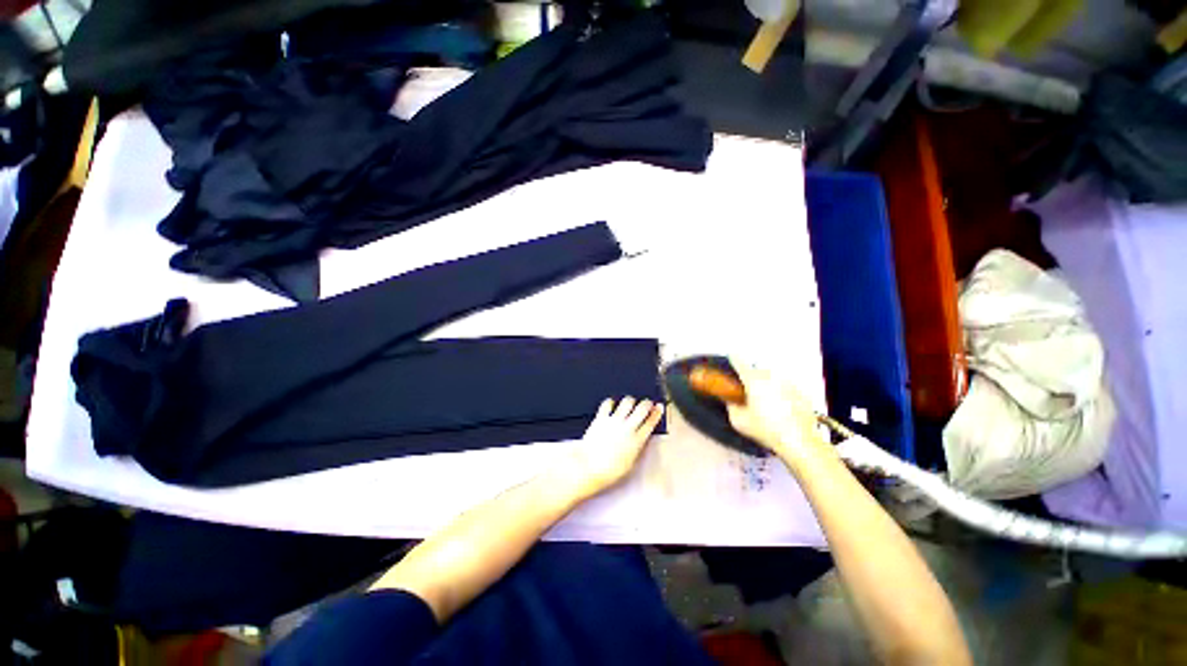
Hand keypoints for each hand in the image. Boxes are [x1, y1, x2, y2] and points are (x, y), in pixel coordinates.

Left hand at [553, 397, 663, 498]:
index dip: (657, 413)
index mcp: (637, 441)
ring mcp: (614, 421)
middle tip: (647, 402)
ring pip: (627, 402)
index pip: (651, 422)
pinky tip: (612, 404)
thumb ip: (637, 448)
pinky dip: (611, 402)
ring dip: (630, 401)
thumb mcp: (630, 463)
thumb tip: (640, 439)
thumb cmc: (609, 471)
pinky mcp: (601, 418)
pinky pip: (608, 403)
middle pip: (642, 408)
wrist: (589, 467)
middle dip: (647, 403)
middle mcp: (627, 428)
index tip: (659, 407)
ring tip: (630, 403)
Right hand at [725, 359, 829, 465]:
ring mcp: (789, 382)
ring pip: (773, 378)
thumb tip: (730, 400)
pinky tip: (782, 408)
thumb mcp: (739, 421)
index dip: (733, 359)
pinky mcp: (802, 392)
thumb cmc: (765, 429)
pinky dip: (781, 393)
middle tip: (749, 391)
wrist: (800, 441)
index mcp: (753, 380)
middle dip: (752, 377)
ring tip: (767, 402)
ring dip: (767, 385)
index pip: (739, 361)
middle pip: (757, 370)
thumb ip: (731, 406)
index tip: (731, 357)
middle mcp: (771, 376)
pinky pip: (786, 387)